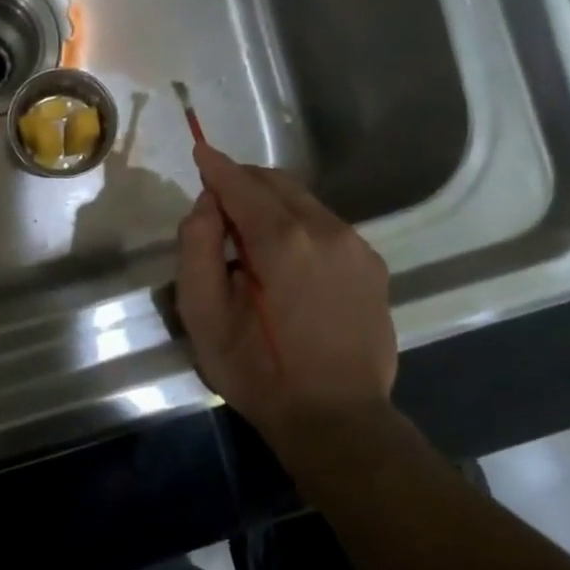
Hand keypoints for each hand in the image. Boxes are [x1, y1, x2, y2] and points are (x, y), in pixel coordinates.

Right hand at [176, 145, 398, 471]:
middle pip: (277, 183)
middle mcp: (326, 230)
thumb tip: (207, 205)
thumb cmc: (259, 371)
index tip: (199, 150)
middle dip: (243, 182)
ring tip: (248, 236)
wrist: (337, 419)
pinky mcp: (372, 266)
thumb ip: (197, 249)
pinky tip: (285, 260)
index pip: (241, 184)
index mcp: (282, 240)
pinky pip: (326, 226)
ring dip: (271, 204)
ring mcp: (356, 247)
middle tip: (216, 202)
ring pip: (304, 203)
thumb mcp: (204, 316)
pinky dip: (298, 225)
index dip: (216, 166)